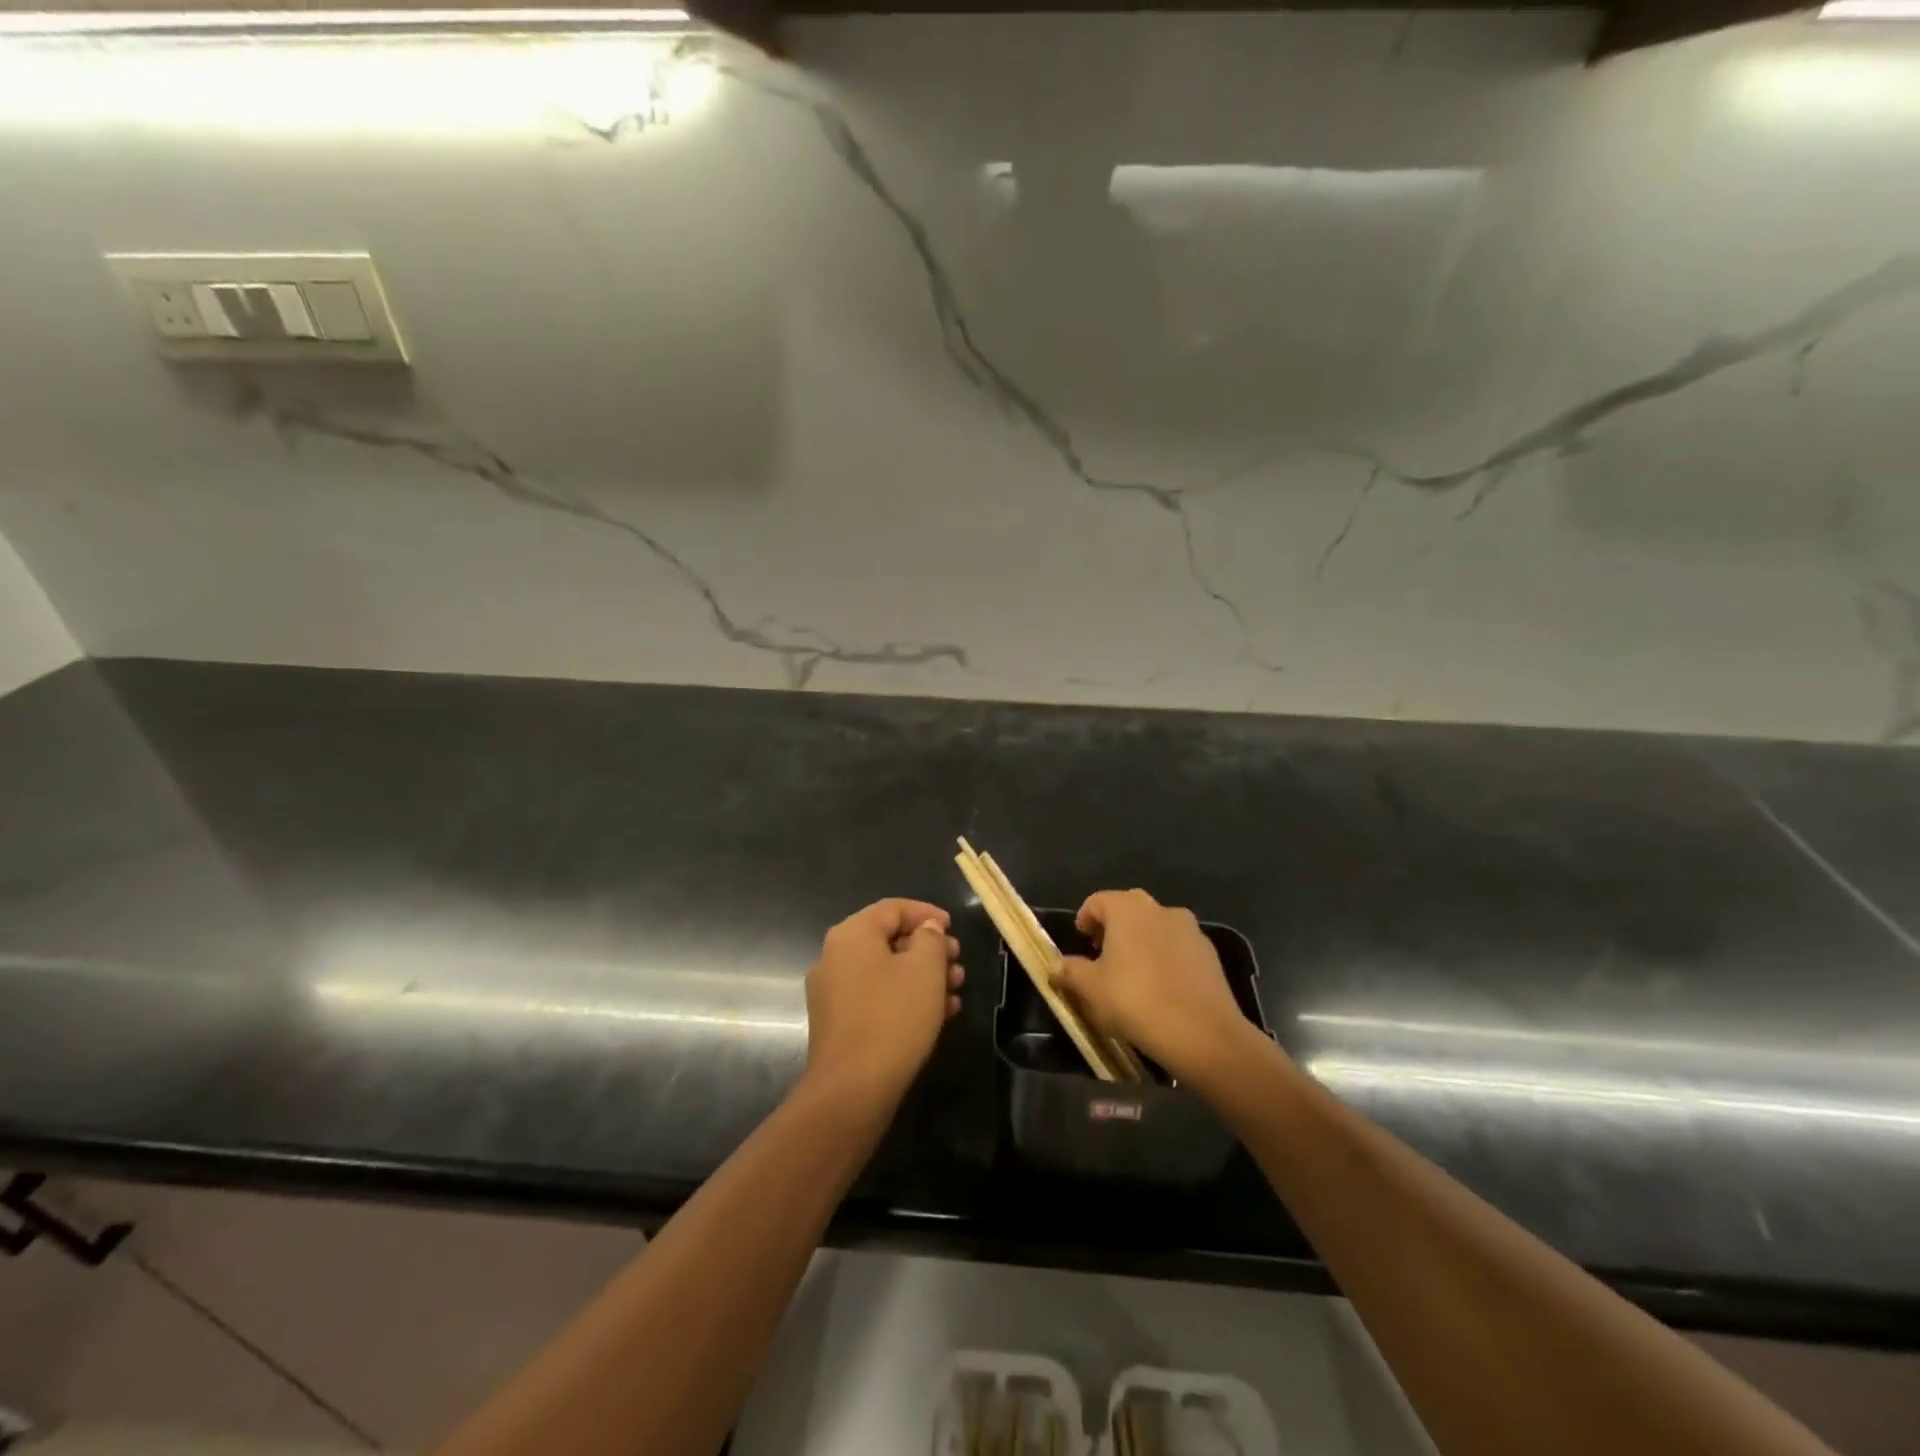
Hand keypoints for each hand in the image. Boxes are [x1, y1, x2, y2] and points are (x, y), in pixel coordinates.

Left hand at [803, 898, 964, 1107]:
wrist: (853, 1089)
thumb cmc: (893, 1016)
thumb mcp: (925, 969)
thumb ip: (930, 938)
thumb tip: (926, 929)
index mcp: (851, 934)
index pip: (893, 908)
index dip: (927, 913)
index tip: (953, 928)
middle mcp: (834, 956)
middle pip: (888, 939)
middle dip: (928, 949)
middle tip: (957, 962)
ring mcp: (832, 992)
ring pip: (885, 971)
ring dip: (922, 976)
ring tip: (955, 991)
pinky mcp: (837, 1023)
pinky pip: (876, 997)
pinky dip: (905, 997)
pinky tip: (938, 1014)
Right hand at [1055, 889, 1263, 1086]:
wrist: (1203, 1033)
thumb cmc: (1136, 1001)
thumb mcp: (1091, 989)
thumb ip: (1070, 971)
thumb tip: (1056, 965)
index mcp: (1127, 908)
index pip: (1097, 901)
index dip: (1085, 919)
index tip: (1081, 941)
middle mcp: (1159, 908)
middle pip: (1128, 910)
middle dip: (1113, 929)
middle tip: (1102, 957)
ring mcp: (1189, 929)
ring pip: (1155, 927)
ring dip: (1141, 942)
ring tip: (1133, 975)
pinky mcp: (1209, 952)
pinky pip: (1178, 947)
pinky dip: (1165, 958)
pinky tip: (1162, 987)